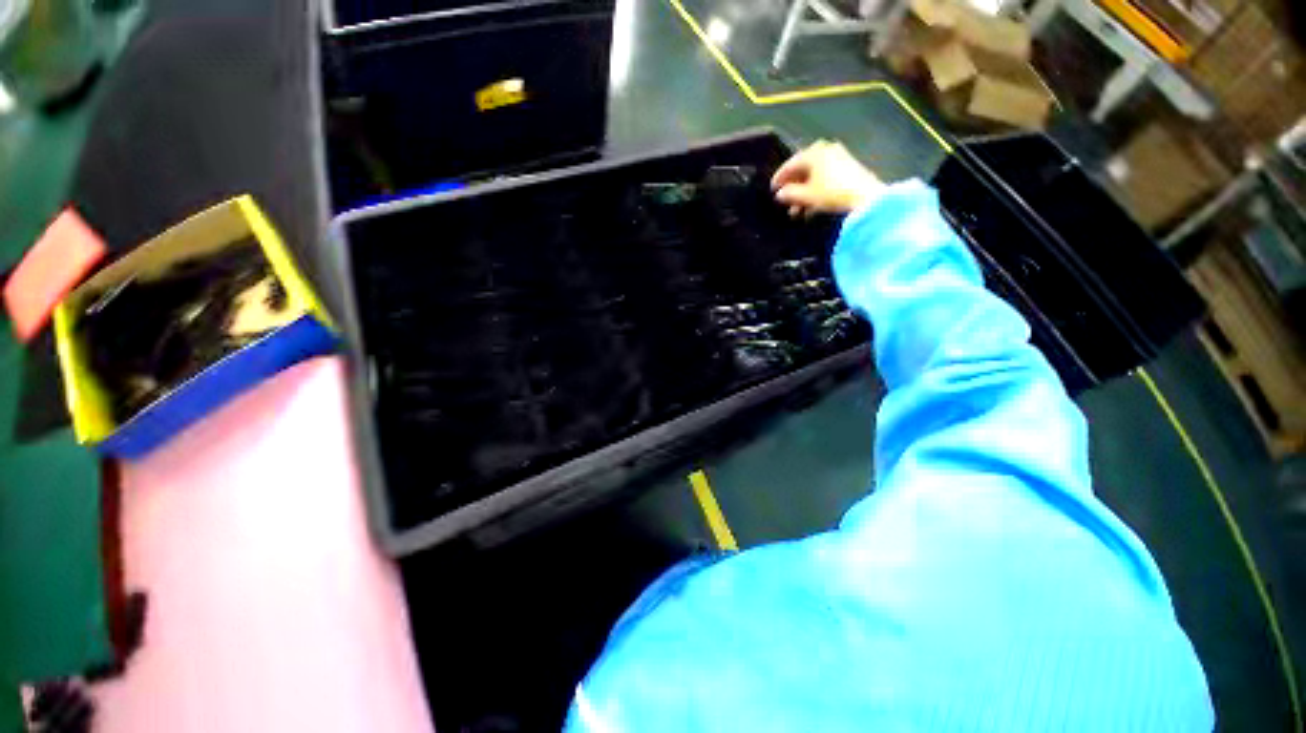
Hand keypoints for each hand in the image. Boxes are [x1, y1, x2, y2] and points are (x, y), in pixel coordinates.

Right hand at [771, 141, 881, 216]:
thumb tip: (780, 194)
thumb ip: (790, 194)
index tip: (772, 190)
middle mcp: (826, 150)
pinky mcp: (848, 168)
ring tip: (797, 211)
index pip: (790, 164)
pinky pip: (825, 177)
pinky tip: (812, 206)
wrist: (865, 196)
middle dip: (793, 187)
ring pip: (814, 175)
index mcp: (813, 153)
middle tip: (785, 202)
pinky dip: (816, 190)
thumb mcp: (806, 195)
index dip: (779, 178)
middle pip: (803, 169)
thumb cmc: (831, 193)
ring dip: (804, 192)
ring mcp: (839, 157)